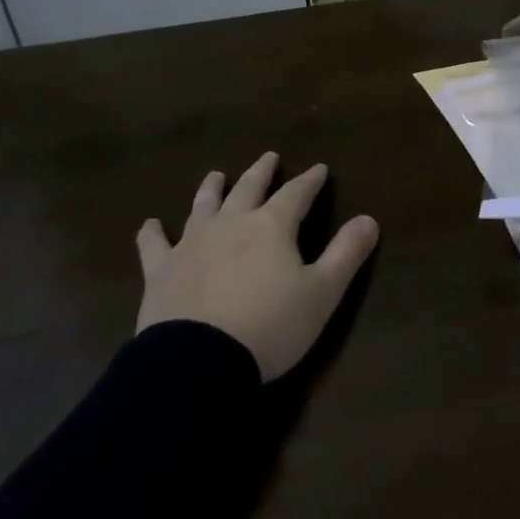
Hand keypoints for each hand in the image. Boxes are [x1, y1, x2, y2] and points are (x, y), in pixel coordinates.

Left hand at [135, 153, 378, 380]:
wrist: (198, 361)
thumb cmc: (270, 326)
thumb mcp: (322, 293)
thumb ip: (346, 254)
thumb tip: (369, 219)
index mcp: (272, 227)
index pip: (296, 193)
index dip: (310, 180)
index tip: (320, 168)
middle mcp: (231, 224)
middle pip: (248, 189)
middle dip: (262, 172)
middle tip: (269, 157)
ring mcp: (192, 245)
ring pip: (203, 206)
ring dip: (212, 189)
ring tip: (215, 174)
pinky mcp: (162, 271)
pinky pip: (155, 245)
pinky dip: (153, 233)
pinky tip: (150, 224)